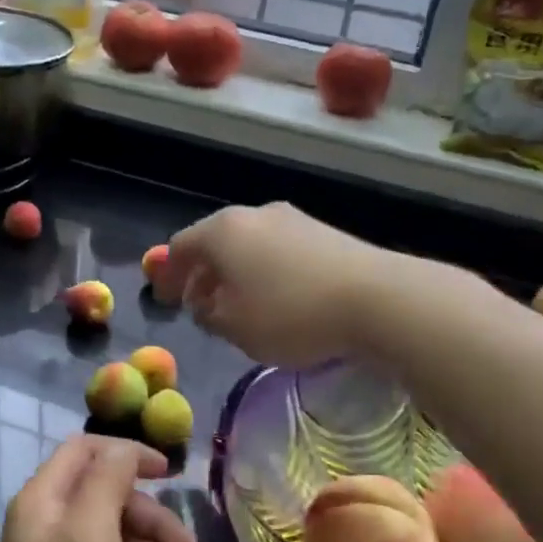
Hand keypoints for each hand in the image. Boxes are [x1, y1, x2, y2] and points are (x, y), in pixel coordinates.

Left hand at [0, 436, 197, 541]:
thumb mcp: (91, 536)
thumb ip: (107, 481)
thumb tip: (125, 453)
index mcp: (42, 501)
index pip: (87, 450)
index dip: (129, 454)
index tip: (171, 474)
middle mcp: (48, 524)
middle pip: (109, 495)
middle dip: (152, 517)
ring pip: (118, 532)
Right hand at [157, 203, 393, 367]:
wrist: (376, 297)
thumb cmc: (290, 314)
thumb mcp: (235, 327)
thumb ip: (208, 315)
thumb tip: (205, 303)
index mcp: (223, 231)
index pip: (180, 247)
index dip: (168, 276)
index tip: (166, 300)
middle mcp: (254, 214)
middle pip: (215, 242)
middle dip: (203, 274)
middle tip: (199, 305)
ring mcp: (292, 219)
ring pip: (248, 245)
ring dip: (235, 274)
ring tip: (238, 306)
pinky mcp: (323, 233)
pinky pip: (277, 251)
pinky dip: (264, 272)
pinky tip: (276, 298)